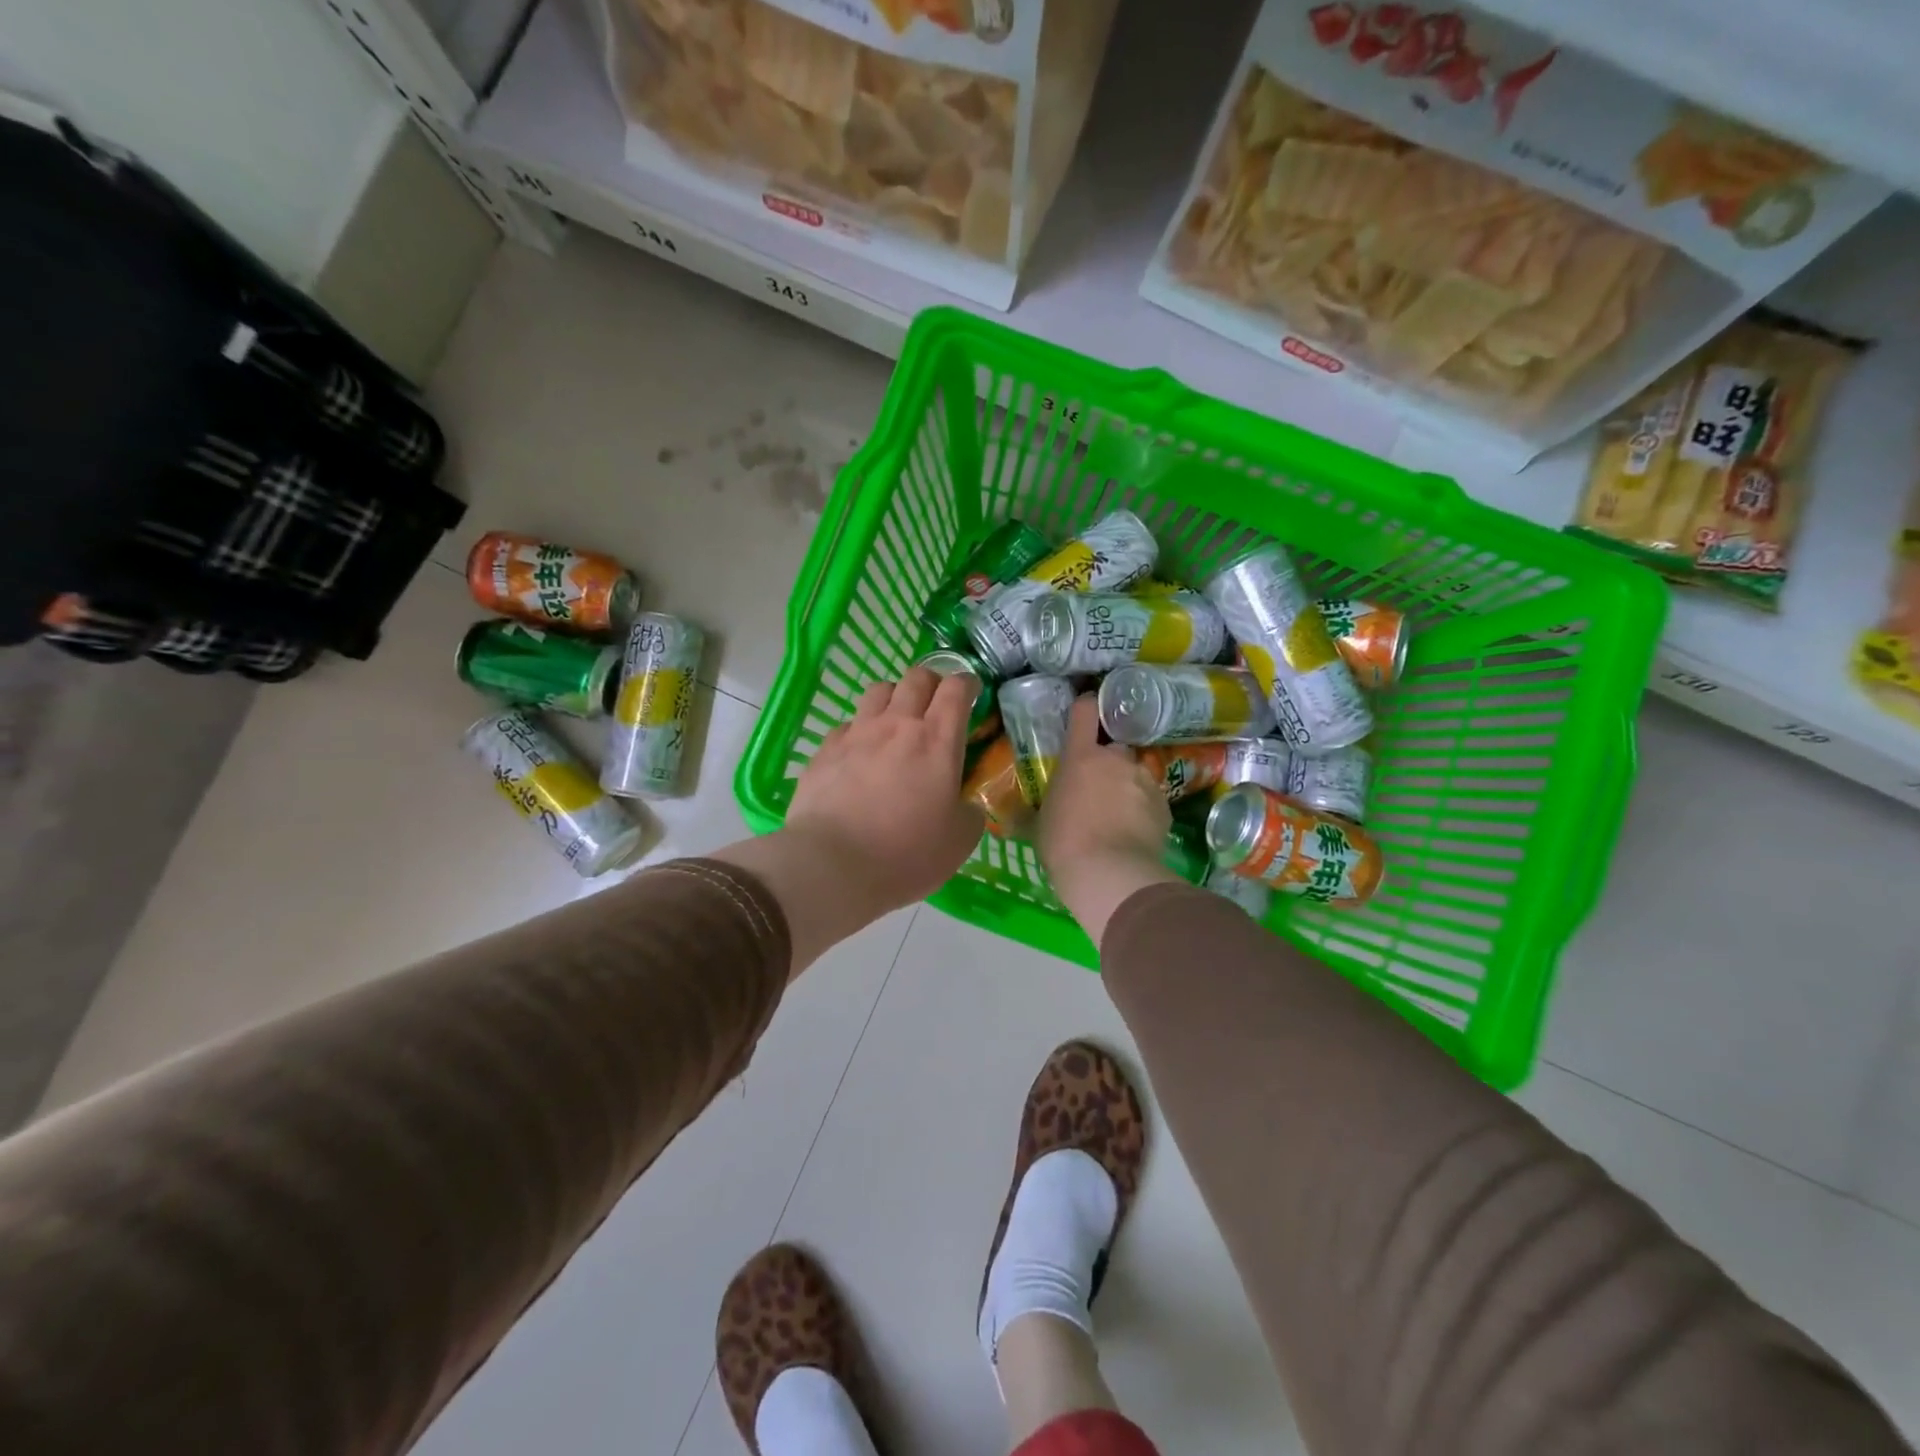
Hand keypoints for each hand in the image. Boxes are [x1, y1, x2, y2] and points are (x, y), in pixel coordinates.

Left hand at [784, 666, 984, 917]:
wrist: (832, 865)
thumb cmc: (906, 854)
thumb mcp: (959, 841)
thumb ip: (970, 812)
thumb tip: (966, 803)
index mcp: (937, 740)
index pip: (957, 689)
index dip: (968, 684)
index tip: (972, 694)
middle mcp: (897, 724)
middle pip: (917, 678)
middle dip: (932, 683)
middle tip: (936, 706)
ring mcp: (856, 733)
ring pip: (878, 690)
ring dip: (894, 697)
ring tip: (896, 721)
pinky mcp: (824, 749)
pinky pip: (847, 724)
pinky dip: (859, 730)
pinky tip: (859, 754)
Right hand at [1038, 695, 1179, 945]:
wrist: (1109, 873)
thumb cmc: (1062, 844)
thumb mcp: (1039, 825)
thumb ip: (1035, 811)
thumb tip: (1013, 818)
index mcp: (1080, 757)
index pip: (1085, 712)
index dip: (1085, 707)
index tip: (1085, 710)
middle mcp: (1116, 760)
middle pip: (1114, 749)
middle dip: (1108, 763)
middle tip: (1097, 789)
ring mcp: (1143, 780)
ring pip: (1135, 775)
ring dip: (1127, 788)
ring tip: (1118, 817)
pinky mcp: (1165, 805)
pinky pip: (1151, 800)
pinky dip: (1144, 810)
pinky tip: (1134, 833)